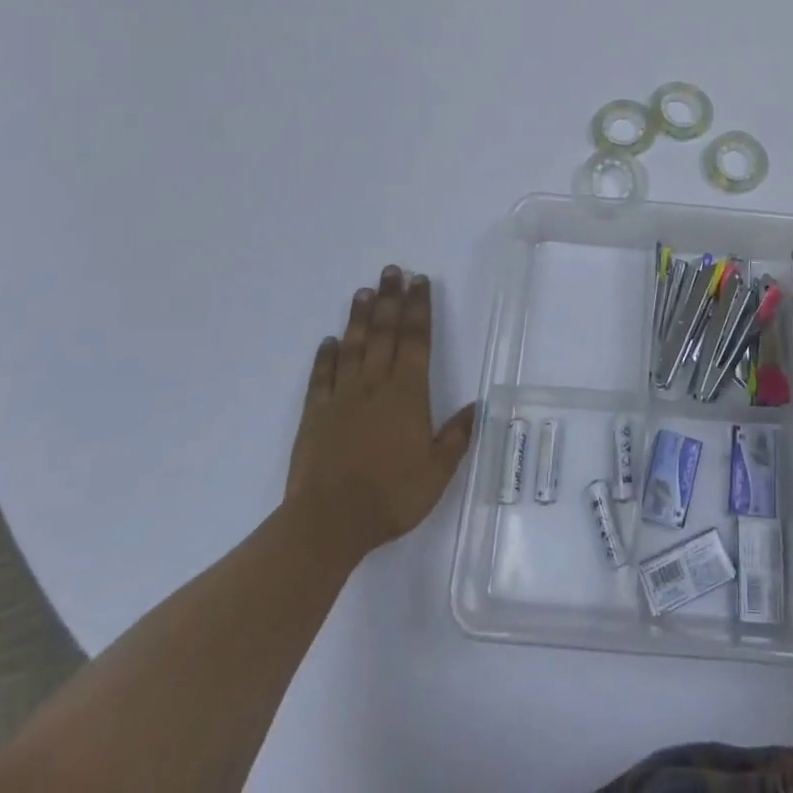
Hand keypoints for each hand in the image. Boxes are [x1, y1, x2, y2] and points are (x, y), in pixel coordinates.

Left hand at [287, 265, 474, 560]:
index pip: (416, 340)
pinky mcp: (314, 414)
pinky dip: (325, 356)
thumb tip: (478, 406)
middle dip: (391, 299)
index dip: (419, 308)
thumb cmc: (390, 496)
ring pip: (353, 346)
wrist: (328, 522)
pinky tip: (328, 341)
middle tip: (392, 270)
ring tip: (364, 291)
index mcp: (408, 393)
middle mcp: (375, 384)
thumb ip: (457, 436)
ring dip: (360, 317)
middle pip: (385, 332)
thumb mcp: (437, 472)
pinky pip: (321, 377)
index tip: (420, 281)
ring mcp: (342, 397)